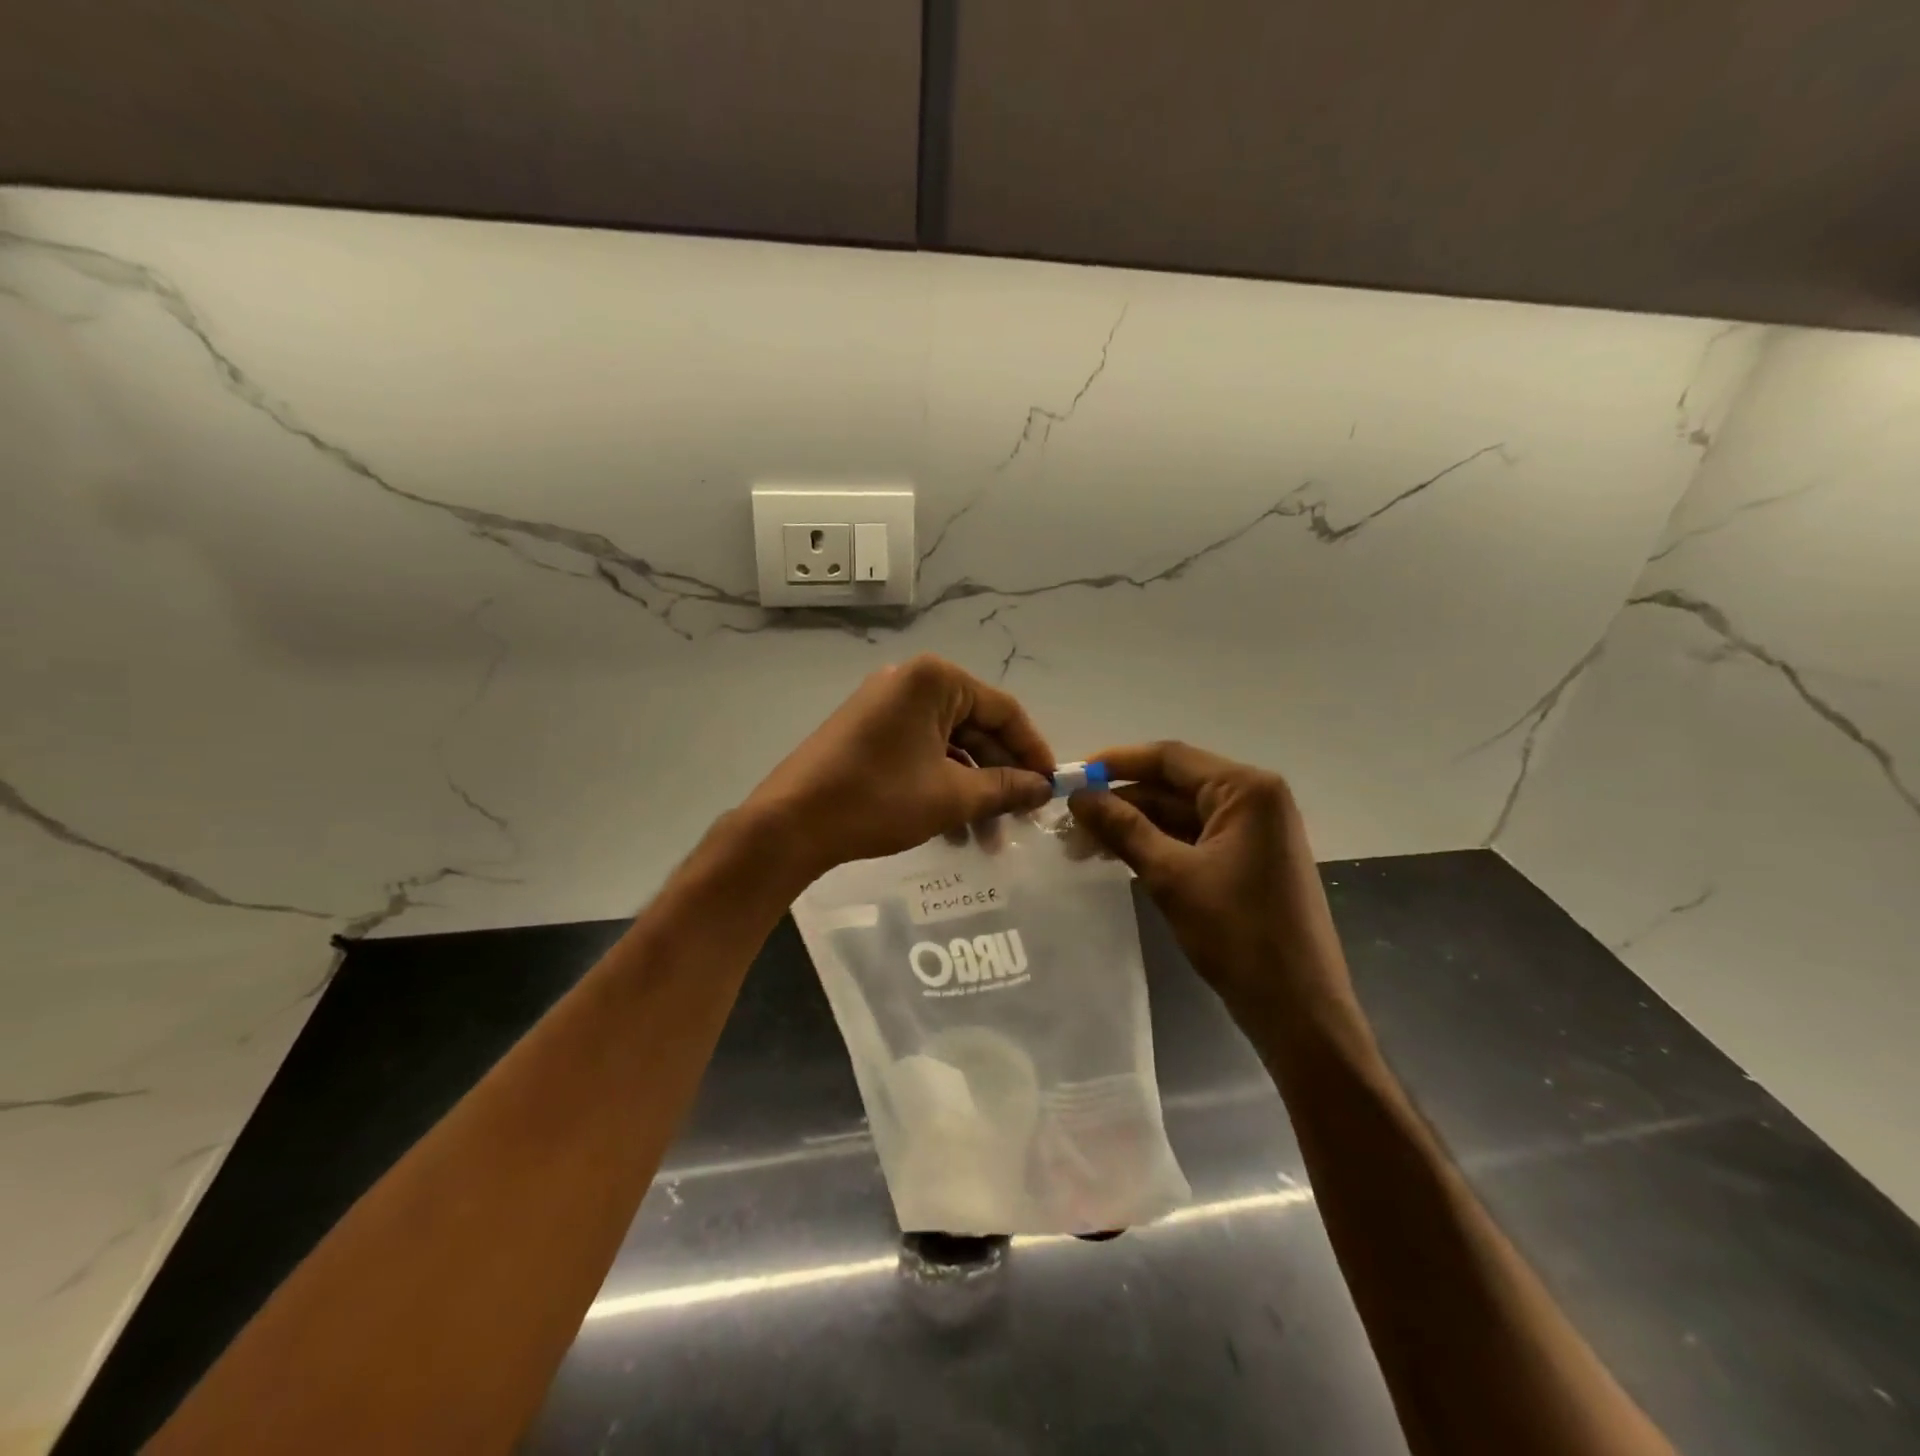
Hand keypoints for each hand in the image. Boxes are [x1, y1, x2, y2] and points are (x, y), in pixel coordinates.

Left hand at [741, 654, 1054, 883]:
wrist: (791, 823)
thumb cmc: (878, 799)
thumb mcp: (952, 796)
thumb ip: (1005, 788)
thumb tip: (1044, 789)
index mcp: (935, 680)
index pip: (1004, 710)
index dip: (1033, 751)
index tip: (1051, 788)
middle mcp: (912, 682)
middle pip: (976, 728)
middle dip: (1000, 778)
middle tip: (1021, 820)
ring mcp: (886, 706)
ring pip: (949, 746)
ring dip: (973, 790)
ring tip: (987, 840)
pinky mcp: (869, 731)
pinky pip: (921, 752)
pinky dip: (942, 785)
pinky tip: (954, 830)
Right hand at [1068, 742, 1358, 1035]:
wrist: (1299, 1010)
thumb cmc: (1239, 935)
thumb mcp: (1172, 876)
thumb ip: (1124, 828)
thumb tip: (1078, 796)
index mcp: (1246, 789)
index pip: (1170, 758)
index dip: (1116, 763)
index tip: (1070, 777)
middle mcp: (1254, 798)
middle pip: (1174, 784)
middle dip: (1121, 800)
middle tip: (1069, 820)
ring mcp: (1253, 831)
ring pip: (1180, 813)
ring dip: (1133, 825)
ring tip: (1082, 843)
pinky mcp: (1247, 859)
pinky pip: (1193, 838)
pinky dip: (1156, 844)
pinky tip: (1117, 856)